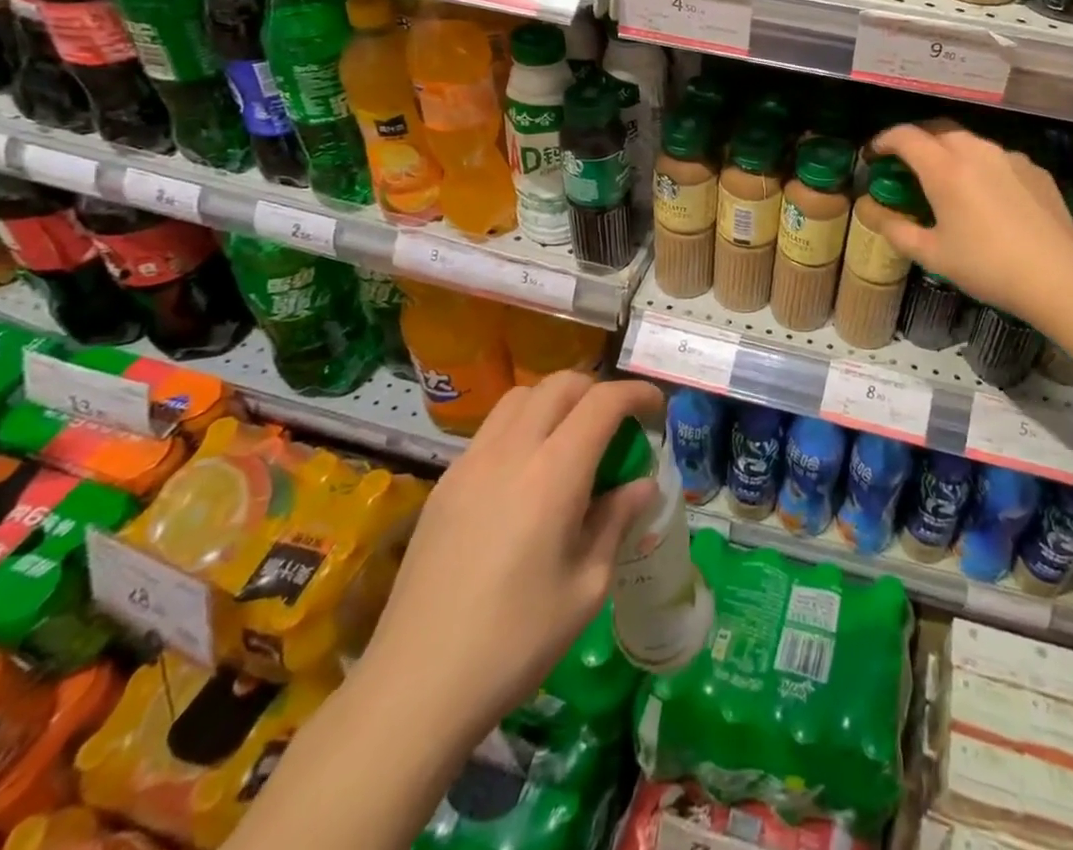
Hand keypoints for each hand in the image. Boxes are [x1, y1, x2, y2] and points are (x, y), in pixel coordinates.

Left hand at [359, 374, 661, 735]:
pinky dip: (523, 427)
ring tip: (572, 442)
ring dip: (556, 402)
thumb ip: (616, 522)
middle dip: (597, 391)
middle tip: (617, 426)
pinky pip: (492, 430)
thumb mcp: (587, 587)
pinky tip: (527, 476)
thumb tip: (642, 485)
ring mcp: (470, 463)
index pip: (602, 402)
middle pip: (560, 385)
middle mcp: (511, 452)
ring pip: (520, 397)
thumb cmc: (515, 642)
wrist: (415, 687)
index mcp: (553, 473)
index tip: (656, 409)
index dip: (636, 394)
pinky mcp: (444, 484)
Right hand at [870, 122, 1072, 317]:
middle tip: (907, 165)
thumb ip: (896, 229)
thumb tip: (870, 211)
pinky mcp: (1034, 169)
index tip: (874, 155)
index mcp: (945, 168)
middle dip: (917, 141)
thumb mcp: (932, 254)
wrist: (1058, 275)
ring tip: (947, 180)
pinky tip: (987, 197)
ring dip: (950, 152)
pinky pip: (998, 159)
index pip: (905, 136)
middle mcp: (976, 151)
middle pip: (938, 130)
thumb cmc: (986, 265)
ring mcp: (1009, 157)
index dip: (883, 140)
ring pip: (971, 142)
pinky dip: (982, 167)